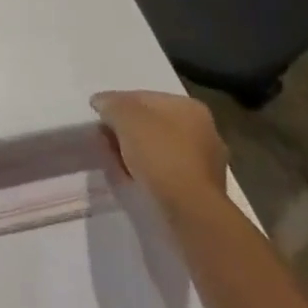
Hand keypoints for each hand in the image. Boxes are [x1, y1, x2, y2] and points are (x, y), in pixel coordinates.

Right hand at [91, 90, 228, 211]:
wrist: (190, 210)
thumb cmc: (159, 152)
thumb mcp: (123, 115)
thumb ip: (110, 104)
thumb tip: (101, 103)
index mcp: (189, 107)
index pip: (144, 98)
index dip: (118, 105)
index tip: (101, 120)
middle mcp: (204, 131)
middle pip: (153, 124)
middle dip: (128, 131)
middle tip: (107, 141)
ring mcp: (206, 163)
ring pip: (160, 150)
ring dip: (137, 154)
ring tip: (117, 163)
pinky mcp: (202, 191)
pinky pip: (167, 173)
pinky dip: (149, 174)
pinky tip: (134, 180)